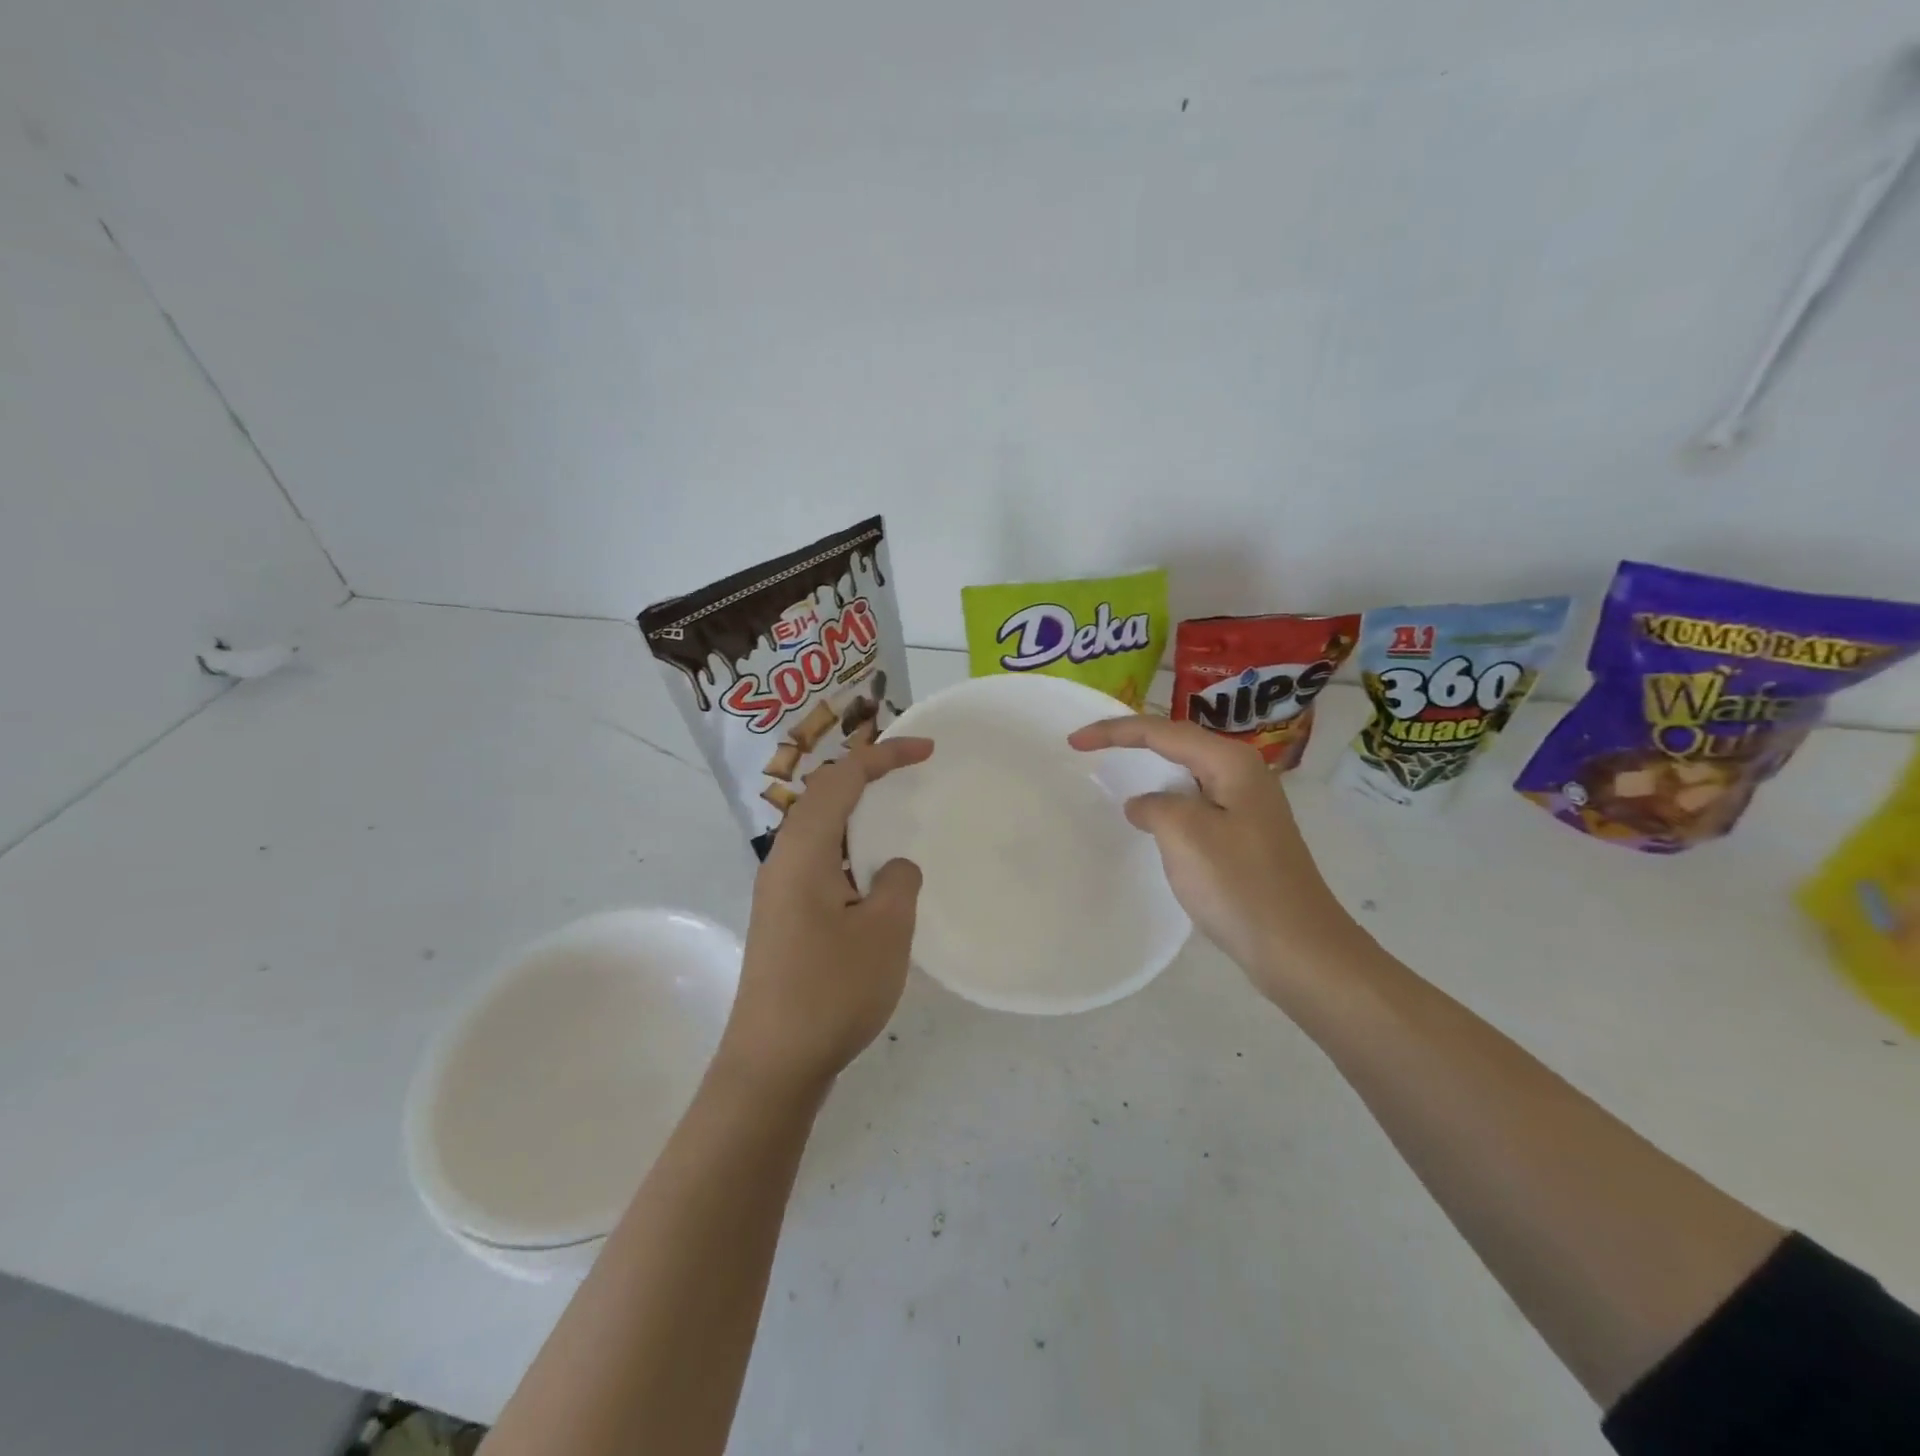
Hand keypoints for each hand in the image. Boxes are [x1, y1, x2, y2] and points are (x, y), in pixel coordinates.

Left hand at [717, 737, 932, 1095]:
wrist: (772, 1064)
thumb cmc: (830, 990)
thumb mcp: (885, 931)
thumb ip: (897, 883)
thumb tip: (893, 867)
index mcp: (802, 852)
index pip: (841, 780)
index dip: (883, 756)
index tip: (926, 751)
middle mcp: (782, 861)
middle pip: (823, 797)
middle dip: (866, 775)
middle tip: (910, 772)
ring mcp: (779, 892)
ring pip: (819, 831)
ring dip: (857, 813)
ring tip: (895, 813)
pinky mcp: (785, 919)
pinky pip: (820, 862)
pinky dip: (850, 849)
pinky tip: (874, 875)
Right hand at [1068, 716, 1362, 1002]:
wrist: (1298, 949)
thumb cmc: (1240, 885)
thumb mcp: (1186, 835)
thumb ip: (1155, 806)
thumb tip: (1144, 805)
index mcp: (1231, 763)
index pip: (1163, 732)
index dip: (1115, 731)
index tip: (1074, 743)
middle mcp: (1243, 774)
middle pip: (1178, 744)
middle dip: (1133, 741)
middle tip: (1089, 748)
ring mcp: (1247, 806)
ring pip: (1187, 774)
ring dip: (1150, 771)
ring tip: (1113, 772)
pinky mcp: (1245, 836)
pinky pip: (1195, 804)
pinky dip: (1166, 802)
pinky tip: (1151, 819)